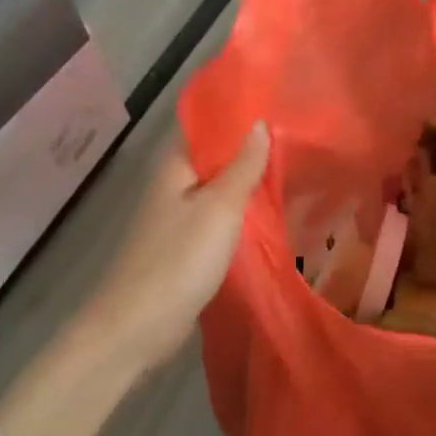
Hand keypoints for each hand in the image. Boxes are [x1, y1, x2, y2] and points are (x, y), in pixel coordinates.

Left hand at [76, 123, 270, 374]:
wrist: (139, 327)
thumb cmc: (180, 259)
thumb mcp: (221, 207)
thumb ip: (243, 166)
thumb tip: (260, 123)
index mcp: (175, 167)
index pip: (207, 126)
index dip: (238, 116)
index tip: (278, 108)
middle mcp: (174, 186)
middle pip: (216, 158)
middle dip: (251, 150)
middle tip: (297, 140)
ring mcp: (179, 218)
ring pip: (220, 190)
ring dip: (249, 183)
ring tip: (293, 172)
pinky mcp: (186, 247)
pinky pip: (220, 219)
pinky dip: (243, 214)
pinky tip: (271, 214)